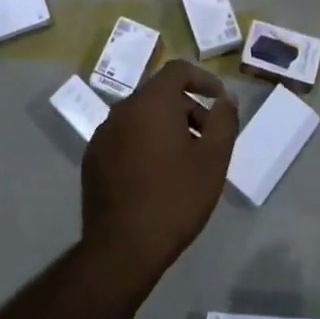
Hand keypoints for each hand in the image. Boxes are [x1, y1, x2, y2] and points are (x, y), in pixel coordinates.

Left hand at [82, 59, 239, 291]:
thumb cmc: (175, 199)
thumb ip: (223, 121)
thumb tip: (226, 99)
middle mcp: (122, 109)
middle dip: (188, 109)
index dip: (203, 79)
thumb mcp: (213, 160)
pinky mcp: (93, 157)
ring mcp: (103, 134)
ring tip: (184, 162)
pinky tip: (156, 177)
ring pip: (141, 117)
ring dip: (166, 128)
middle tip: (208, 141)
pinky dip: (144, 144)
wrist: (122, 247)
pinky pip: (125, 137)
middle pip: (160, 95)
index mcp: (151, 103)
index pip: (178, 70)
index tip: (220, 101)